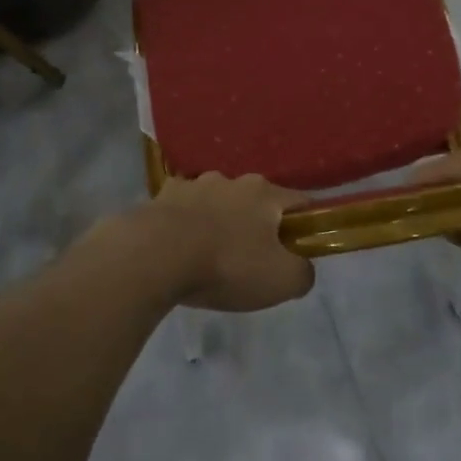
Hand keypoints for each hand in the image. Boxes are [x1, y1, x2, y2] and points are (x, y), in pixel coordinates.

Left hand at [126, 174, 314, 311]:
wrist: (155, 256)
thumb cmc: (227, 265)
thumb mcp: (282, 281)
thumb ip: (303, 273)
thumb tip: (301, 268)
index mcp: (265, 193)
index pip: (300, 202)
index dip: (306, 225)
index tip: (299, 250)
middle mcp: (232, 180)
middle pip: (257, 201)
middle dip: (258, 225)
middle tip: (253, 260)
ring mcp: (194, 184)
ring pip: (218, 202)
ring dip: (220, 222)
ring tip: (211, 256)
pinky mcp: (162, 196)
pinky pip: (184, 209)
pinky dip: (187, 224)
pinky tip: (181, 248)